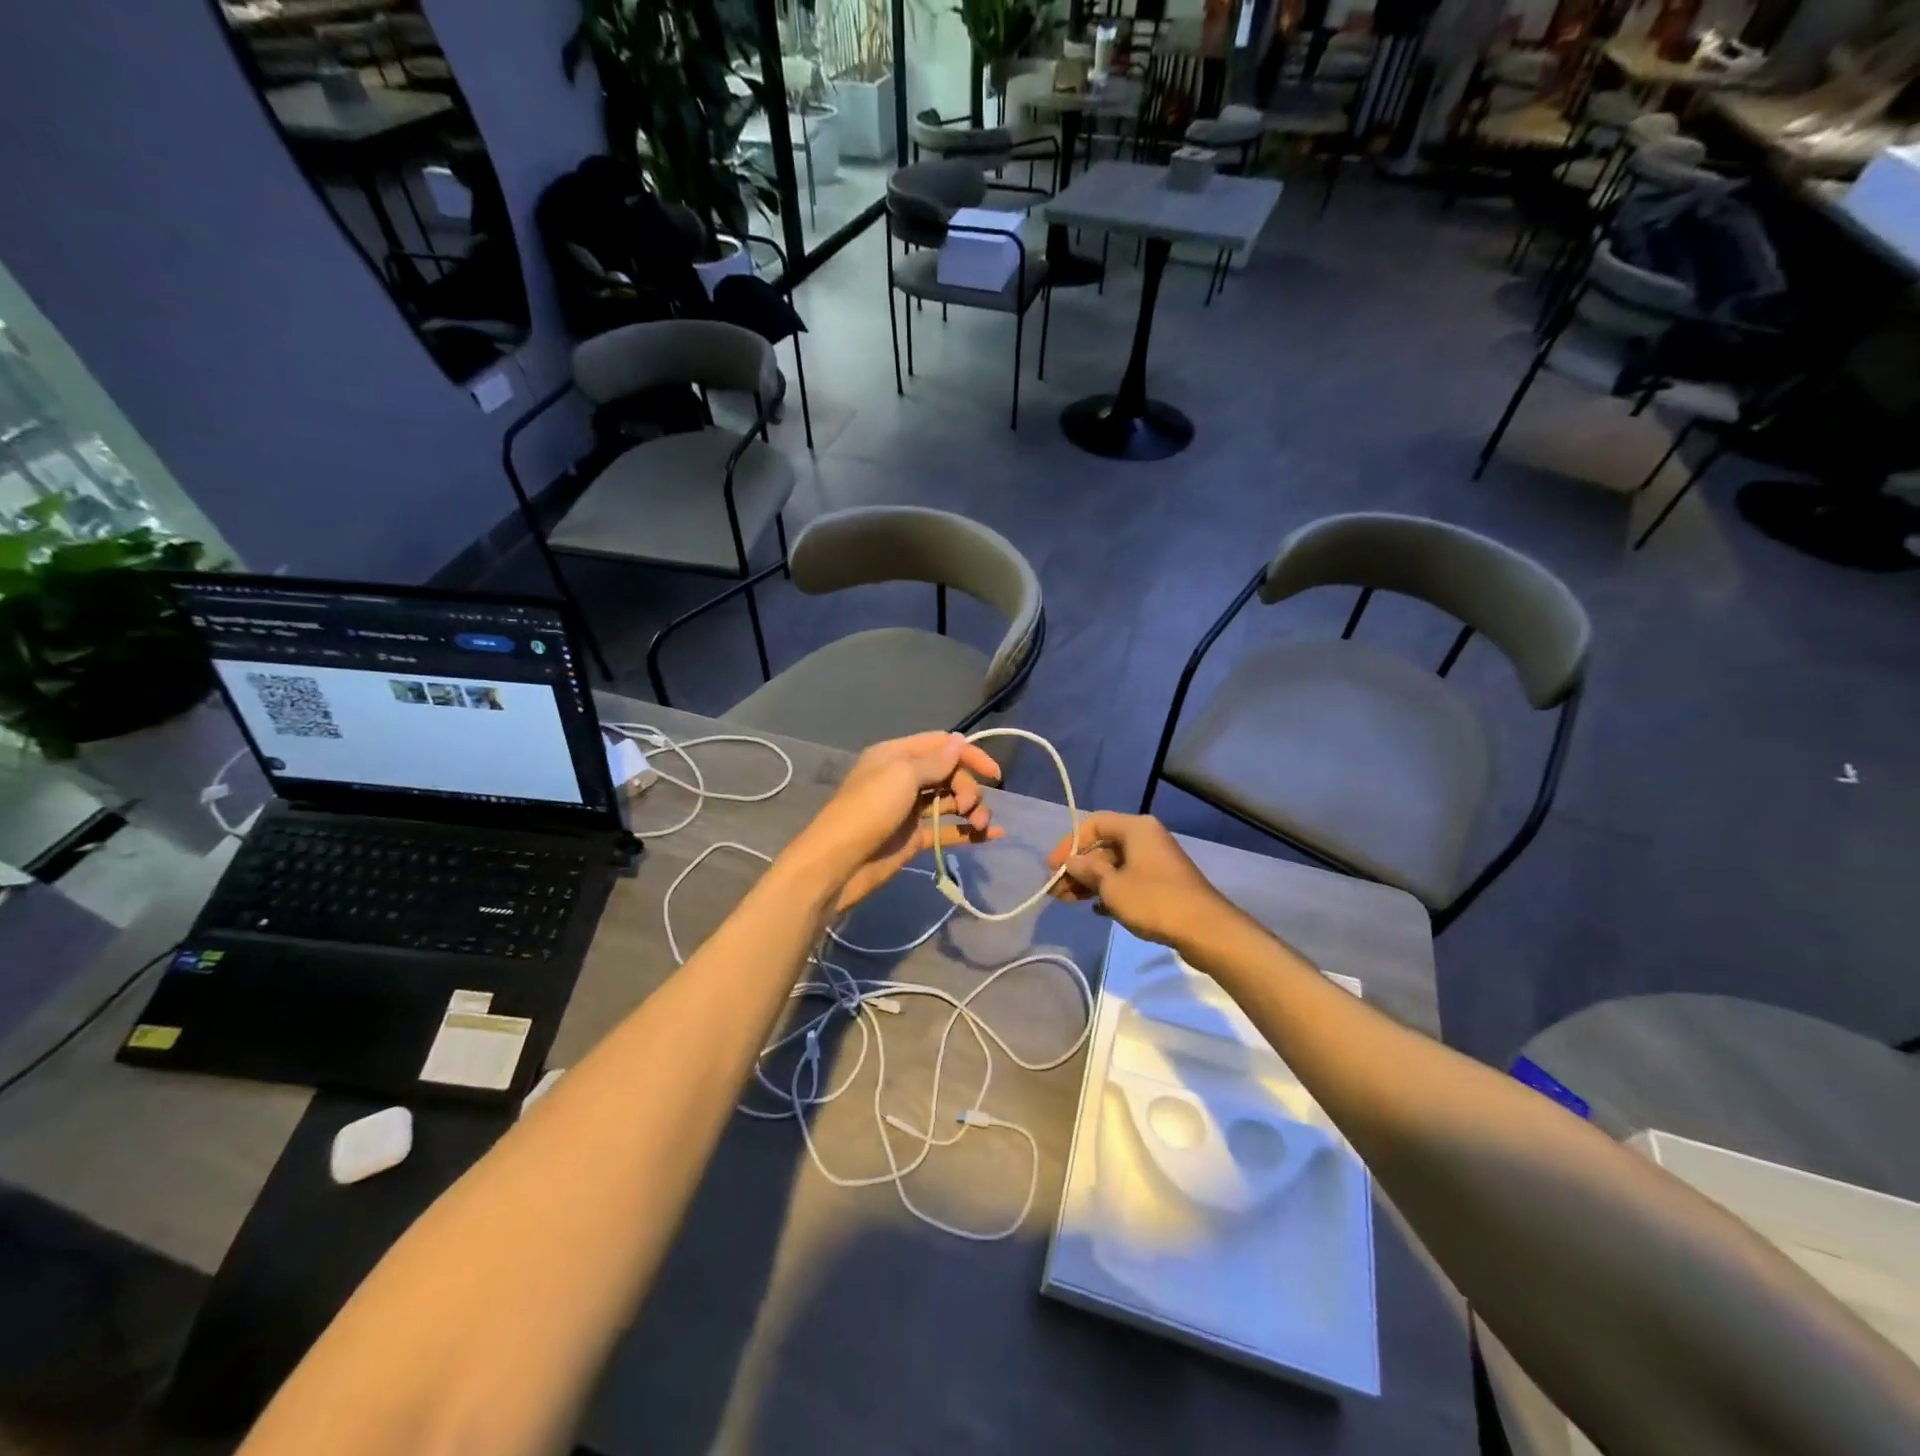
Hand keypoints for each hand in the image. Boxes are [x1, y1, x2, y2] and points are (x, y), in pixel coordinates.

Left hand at [780, 732, 1004, 915]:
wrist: (838, 864)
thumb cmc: (868, 810)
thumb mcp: (901, 776)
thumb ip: (935, 761)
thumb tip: (960, 741)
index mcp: (897, 755)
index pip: (941, 745)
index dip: (969, 755)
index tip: (994, 774)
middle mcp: (904, 778)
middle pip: (949, 774)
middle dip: (968, 788)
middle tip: (970, 808)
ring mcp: (909, 809)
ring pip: (950, 801)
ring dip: (972, 809)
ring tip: (980, 825)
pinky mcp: (914, 837)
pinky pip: (947, 829)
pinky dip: (968, 831)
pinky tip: (992, 835)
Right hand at [1046, 811, 1230, 948]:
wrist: (1204, 930)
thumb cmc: (1154, 900)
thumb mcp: (1112, 886)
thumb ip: (1087, 870)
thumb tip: (1071, 862)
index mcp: (1136, 828)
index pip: (1093, 824)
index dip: (1069, 844)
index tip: (1053, 868)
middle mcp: (1146, 838)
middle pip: (1103, 846)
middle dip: (1078, 867)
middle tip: (1057, 891)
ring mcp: (1155, 861)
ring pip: (1114, 865)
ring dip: (1090, 882)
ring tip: (1068, 902)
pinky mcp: (1162, 883)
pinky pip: (1128, 880)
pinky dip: (1110, 891)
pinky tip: (1097, 910)